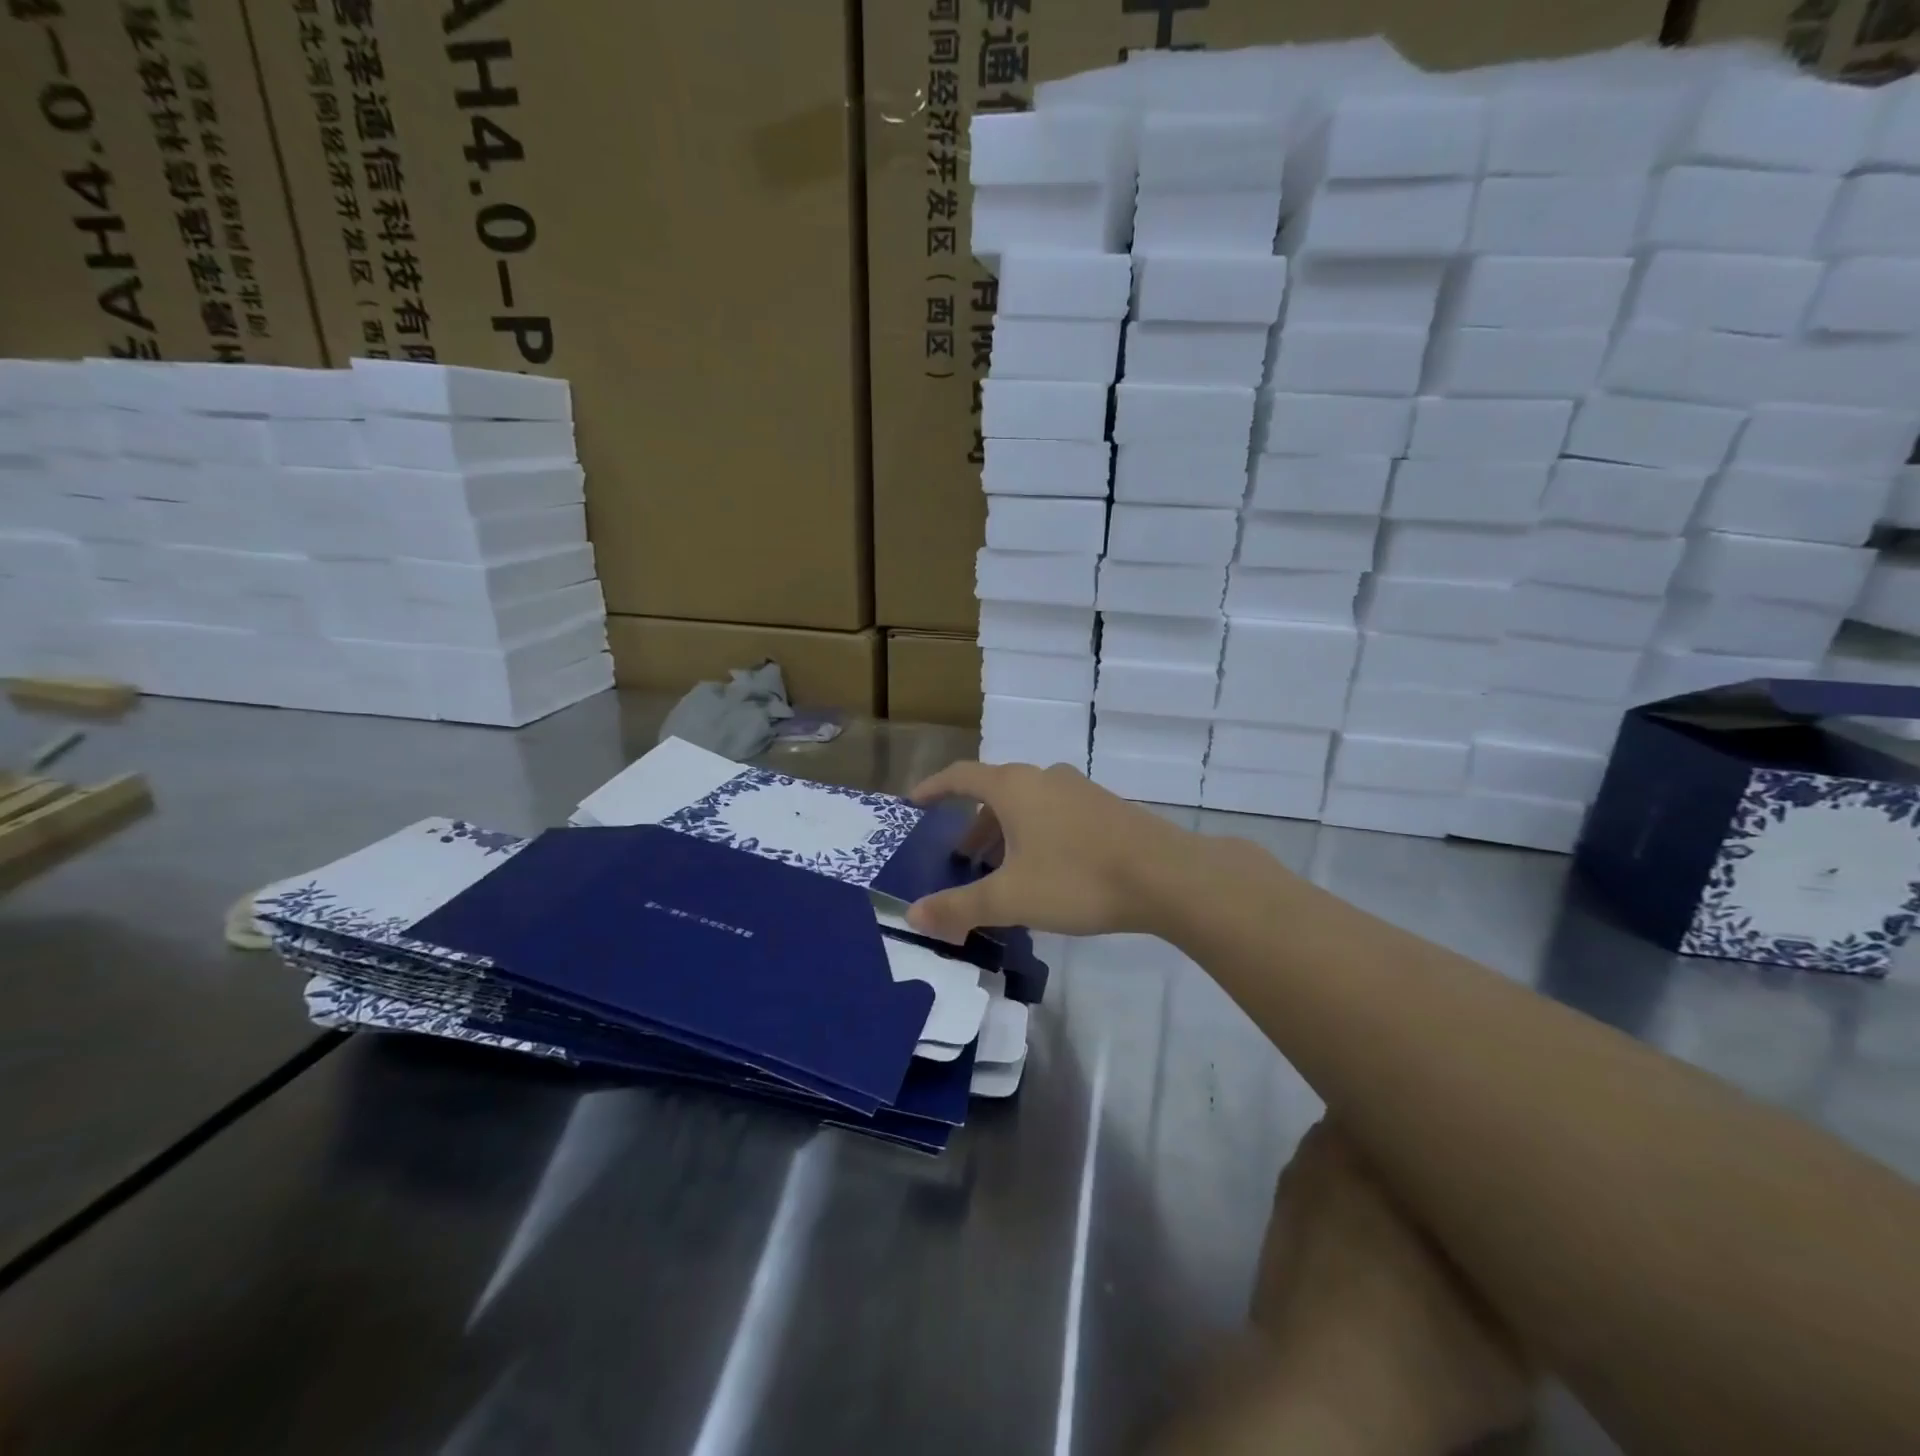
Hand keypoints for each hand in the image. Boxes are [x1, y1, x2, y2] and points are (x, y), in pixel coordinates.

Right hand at [904, 760, 1187, 941]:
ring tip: (1001, 870)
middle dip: (973, 823)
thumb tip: (913, 914)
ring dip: (1005, 831)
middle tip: (962, 857)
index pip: (961, 776)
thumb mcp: (1011, 899)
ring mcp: (1078, 790)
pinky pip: (1054, 813)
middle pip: (995, 792)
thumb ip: (960, 907)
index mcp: (1014, 787)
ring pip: (1027, 804)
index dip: (933, 788)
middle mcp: (1044, 778)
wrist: (1166, 876)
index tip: (914, 803)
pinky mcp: (1104, 808)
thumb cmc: (1077, 879)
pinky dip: (1035, 834)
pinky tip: (1045, 871)